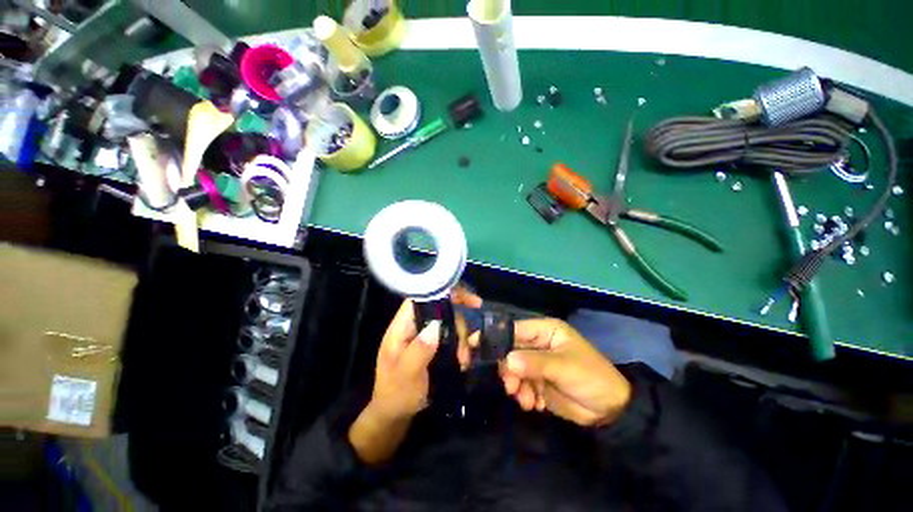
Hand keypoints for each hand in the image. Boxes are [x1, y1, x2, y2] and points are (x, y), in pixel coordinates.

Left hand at [348, 289, 481, 464]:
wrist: (394, 415)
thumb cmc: (396, 395)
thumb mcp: (407, 375)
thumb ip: (419, 350)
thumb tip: (436, 324)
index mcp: (402, 327)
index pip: (422, 298)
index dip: (444, 293)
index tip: (468, 300)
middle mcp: (414, 326)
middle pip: (441, 310)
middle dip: (459, 323)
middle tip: (470, 342)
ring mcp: (425, 335)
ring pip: (449, 323)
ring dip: (462, 337)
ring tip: (465, 359)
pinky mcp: (433, 345)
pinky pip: (452, 336)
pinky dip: (462, 344)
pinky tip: (465, 358)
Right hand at [500, 318, 631, 426]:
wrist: (611, 411)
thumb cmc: (591, 377)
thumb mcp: (564, 367)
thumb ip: (534, 363)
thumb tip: (507, 361)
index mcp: (545, 331)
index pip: (514, 329)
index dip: (496, 337)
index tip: (478, 348)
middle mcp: (538, 344)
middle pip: (510, 350)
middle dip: (508, 369)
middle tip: (511, 387)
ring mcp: (537, 364)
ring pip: (513, 370)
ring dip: (516, 385)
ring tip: (527, 400)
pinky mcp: (538, 382)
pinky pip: (521, 385)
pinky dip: (524, 396)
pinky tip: (535, 405)